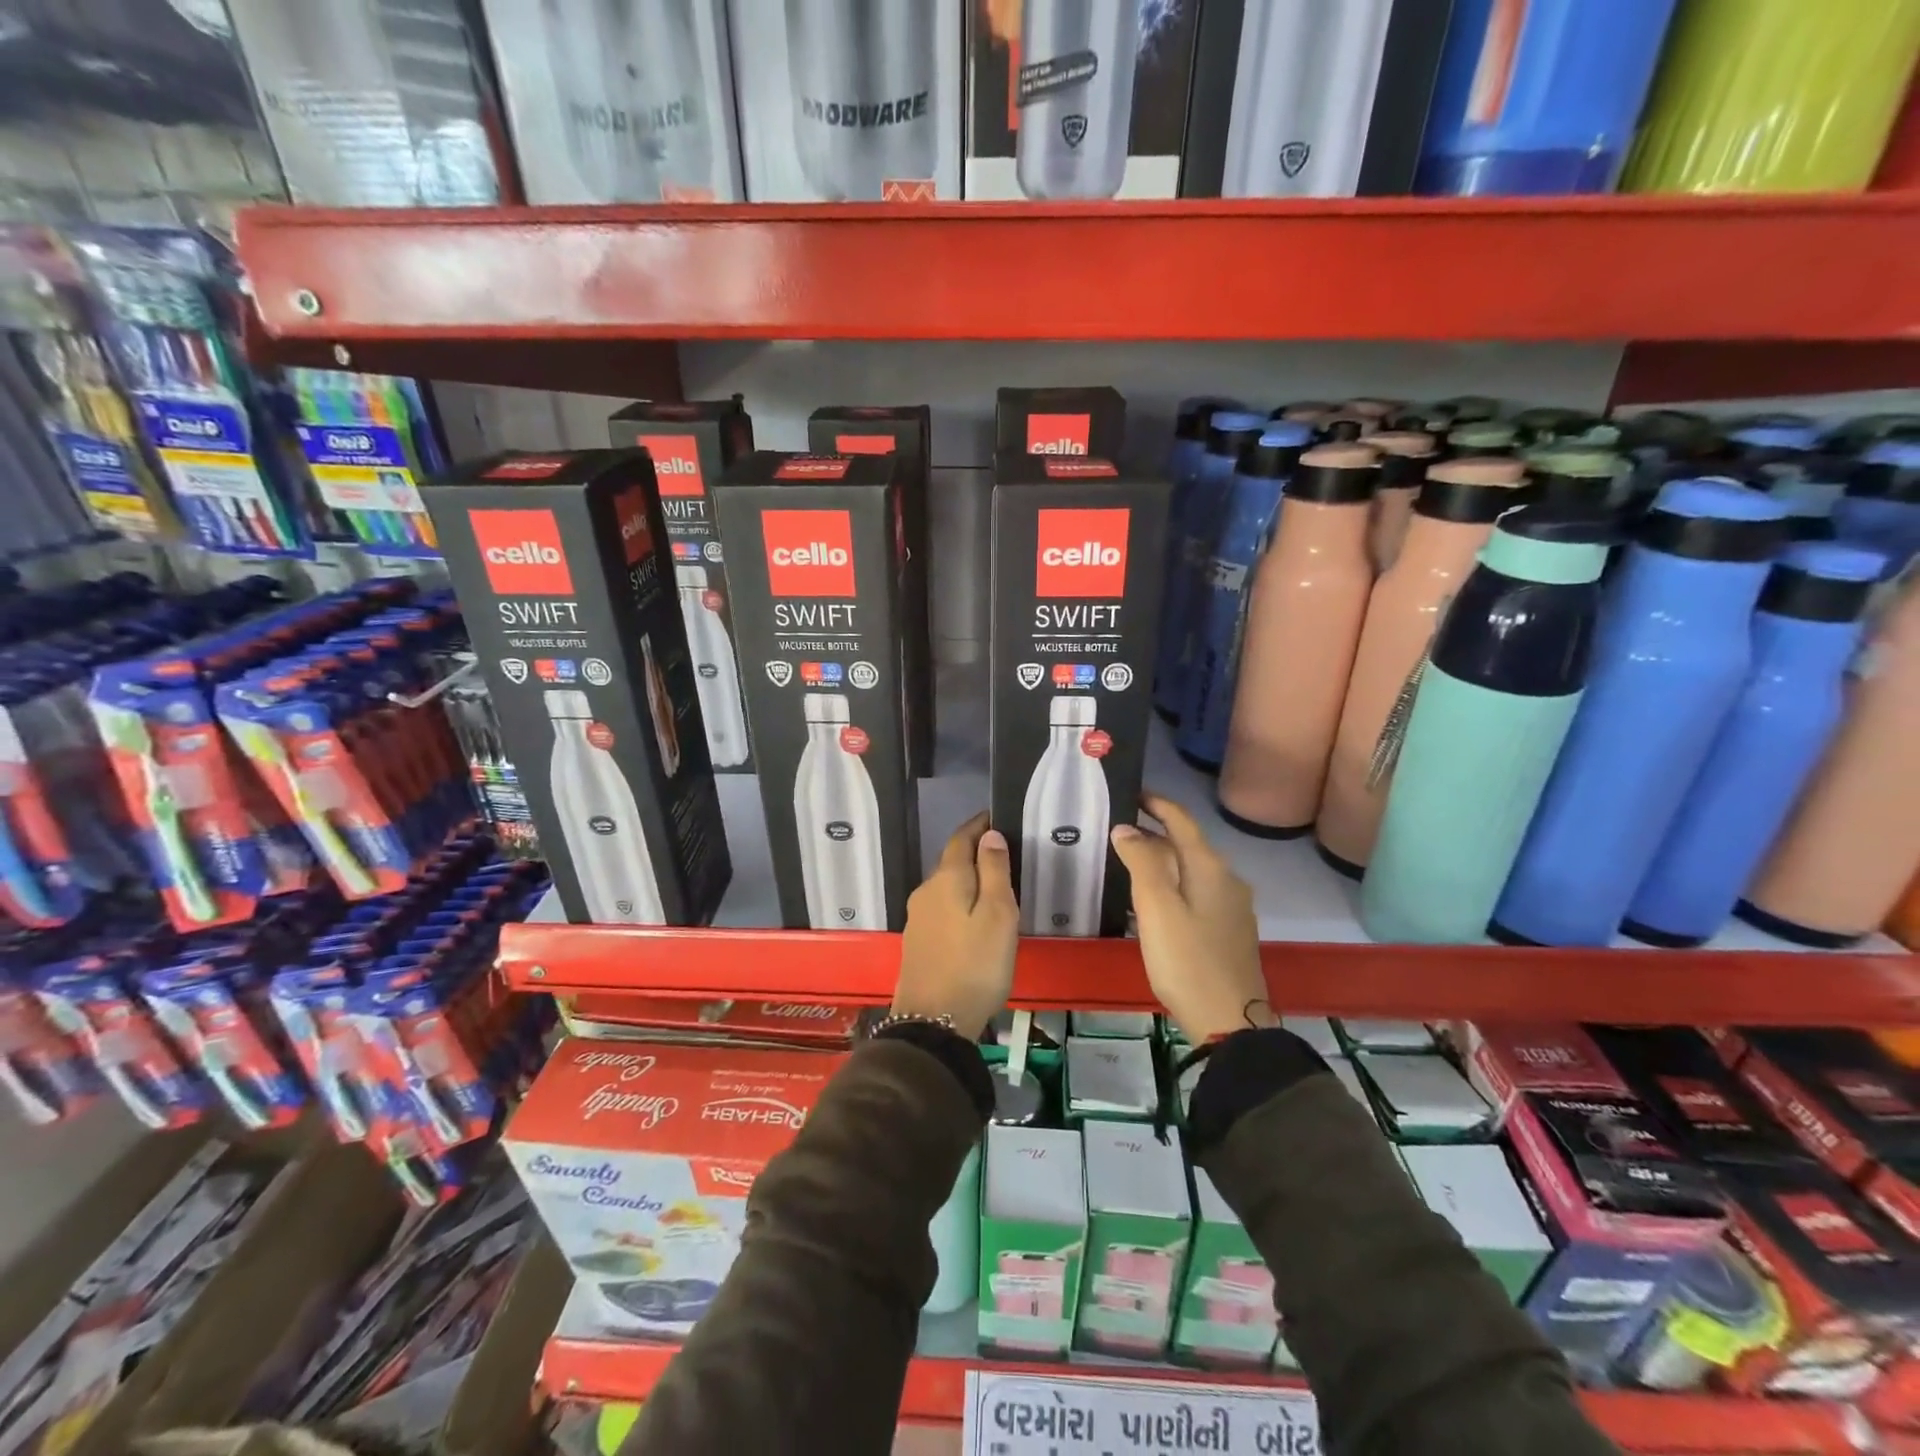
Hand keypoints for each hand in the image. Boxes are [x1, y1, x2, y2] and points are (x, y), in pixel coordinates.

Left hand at [893, 813, 1018, 1038]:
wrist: (933, 1021)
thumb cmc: (975, 965)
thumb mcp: (997, 915)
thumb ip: (993, 871)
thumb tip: (989, 834)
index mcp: (946, 879)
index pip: (961, 838)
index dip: (978, 825)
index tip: (997, 816)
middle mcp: (926, 891)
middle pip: (951, 862)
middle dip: (974, 852)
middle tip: (1004, 853)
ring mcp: (918, 918)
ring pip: (946, 887)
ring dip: (967, 879)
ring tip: (994, 885)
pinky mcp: (918, 942)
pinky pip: (942, 908)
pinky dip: (959, 902)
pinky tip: (973, 918)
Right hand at [1110, 792, 1272, 1043]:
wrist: (1230, 1022)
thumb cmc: (1187, 960)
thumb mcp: (1157, 909)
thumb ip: (1141, 863)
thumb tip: (1126, 829)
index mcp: (1211, 868)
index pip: (1182, 821)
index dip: (1157, 804)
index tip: (1131, 793)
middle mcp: (1227, 880)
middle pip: (1187, 846)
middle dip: (1154, 834)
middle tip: (1116, 832)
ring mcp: (1232, 908)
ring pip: (1191, 872)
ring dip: (1161, 862)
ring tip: (1127, 865)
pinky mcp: (1229, 932)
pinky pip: (1196, 894)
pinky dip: (1172, 887)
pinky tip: (1151, 905)